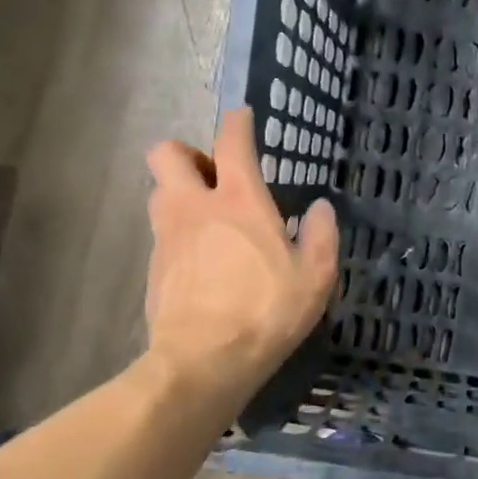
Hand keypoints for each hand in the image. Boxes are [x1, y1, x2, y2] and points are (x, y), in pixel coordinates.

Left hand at [143, 107, 337, 403]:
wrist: (203, 360)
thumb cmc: (267, 312)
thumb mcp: (316, 277)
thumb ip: (322, 235)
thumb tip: (321, 208)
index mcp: (239, 201)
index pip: (232, 141)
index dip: (238, 122)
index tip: (244, 118)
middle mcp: (194, 207)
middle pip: (168, 153)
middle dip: (188, 153)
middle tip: (215, 177)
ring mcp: (168, 236)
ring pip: (159, 191)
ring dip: (179, 192)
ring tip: (209, 219)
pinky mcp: (154, 267)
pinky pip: (162, 233)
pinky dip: (179, 233)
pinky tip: (202, 260)